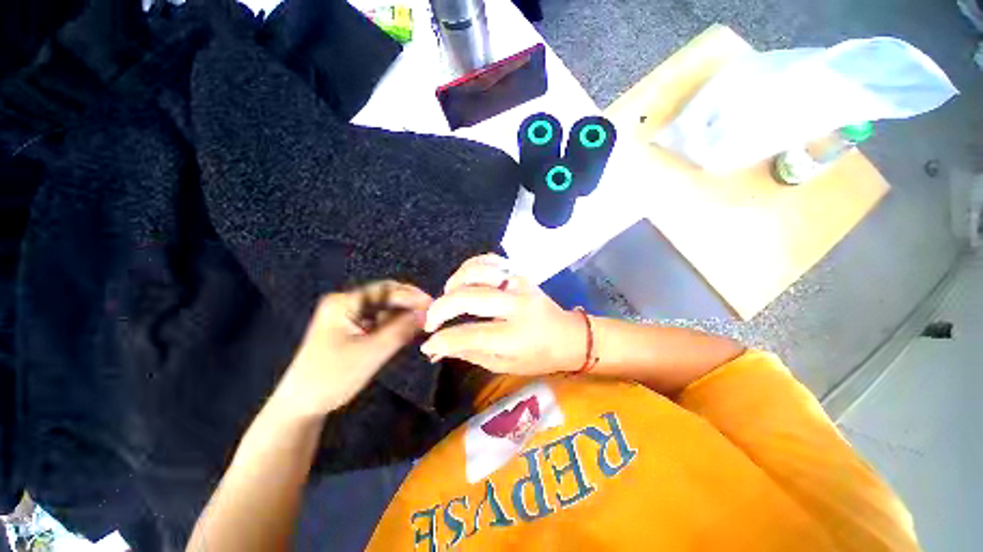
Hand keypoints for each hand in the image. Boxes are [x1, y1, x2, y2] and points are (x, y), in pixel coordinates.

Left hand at [272, 281, 431, 418]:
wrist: (301, 406)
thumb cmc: (332, 377)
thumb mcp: (371, 352)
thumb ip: (401, 330)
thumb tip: (428, 314)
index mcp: (344, 302)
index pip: (386, 289)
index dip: (411, 295)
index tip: (434, 304)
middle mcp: (346, 303)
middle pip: (386, 296)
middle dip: (409, 304)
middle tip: (432, 314)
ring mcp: (348, 316)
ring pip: (384, 308)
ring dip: (404, 314)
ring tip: (424, 323)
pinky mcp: (351, 329)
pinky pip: (379, 320)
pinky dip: (395, 324)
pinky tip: (408, 330)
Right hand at [420, 254, 584, 374]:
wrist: (568, 334)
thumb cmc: (538, 356)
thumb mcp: (503, 364)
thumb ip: (469, 353)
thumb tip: (437, 348)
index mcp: (515, 336)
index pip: (469, 335)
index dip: (442, 340)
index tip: (428, 343)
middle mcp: (517, 305)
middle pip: (468, 298)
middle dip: (440, 309)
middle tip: (431, 320)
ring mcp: (518, 284)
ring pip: (477, 272)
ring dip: (454, 283)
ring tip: (448, 296)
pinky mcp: (519, 273)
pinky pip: (490, 260)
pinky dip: (471, 267)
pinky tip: (465, 280)